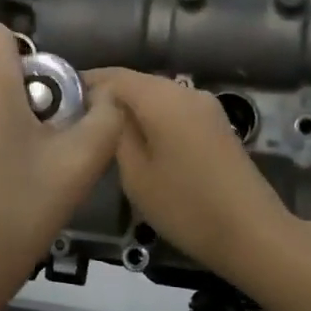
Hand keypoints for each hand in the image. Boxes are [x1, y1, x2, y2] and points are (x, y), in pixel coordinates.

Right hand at [88, 69, 302, 287]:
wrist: (252, 233)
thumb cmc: (185, 206)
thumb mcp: (135, 173)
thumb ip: (114, 132)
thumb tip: (102, 108)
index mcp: (162, 98)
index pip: (114, 76)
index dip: (84, 83)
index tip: (59, 101)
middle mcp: (185, 91)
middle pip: (136, 83)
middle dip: (106, 97)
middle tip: (74, 121)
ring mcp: (205, 107)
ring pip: (156, 97)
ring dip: (129, 109)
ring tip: (100, 134)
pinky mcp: (216, 125)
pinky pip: (174, 111)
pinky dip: (151, 120)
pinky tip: (136, 143)